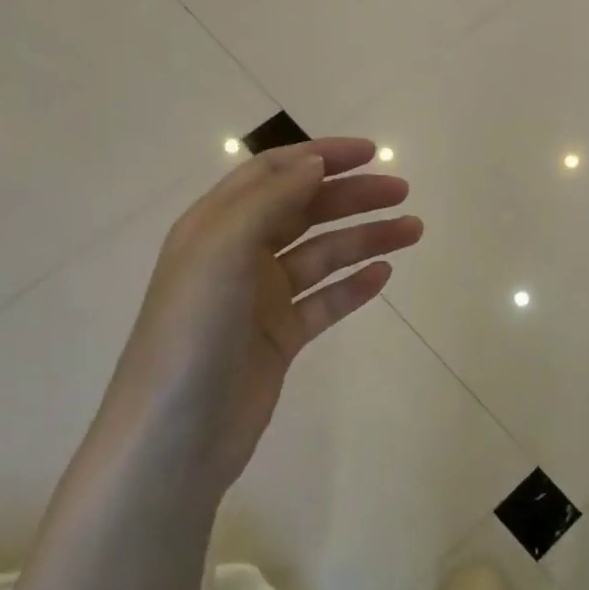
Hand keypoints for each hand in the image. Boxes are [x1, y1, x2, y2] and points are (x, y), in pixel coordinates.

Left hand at [105, 138, 421, 485]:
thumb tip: (314, 164)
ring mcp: (261, 299)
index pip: (273, 174)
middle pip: (304, 211)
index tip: (370, 152)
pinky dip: (354, 286)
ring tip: (412, 231)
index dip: (320, 157)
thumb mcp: (222, 253)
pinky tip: (383, 275)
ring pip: (322, 256)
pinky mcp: (280, 337)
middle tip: (402, 192)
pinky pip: (325, 301)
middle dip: (352, 196)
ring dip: (365, 239)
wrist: (176, 437)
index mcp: (216, 227)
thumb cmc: (192, 334)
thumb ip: (269, 202)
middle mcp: (238, 256)